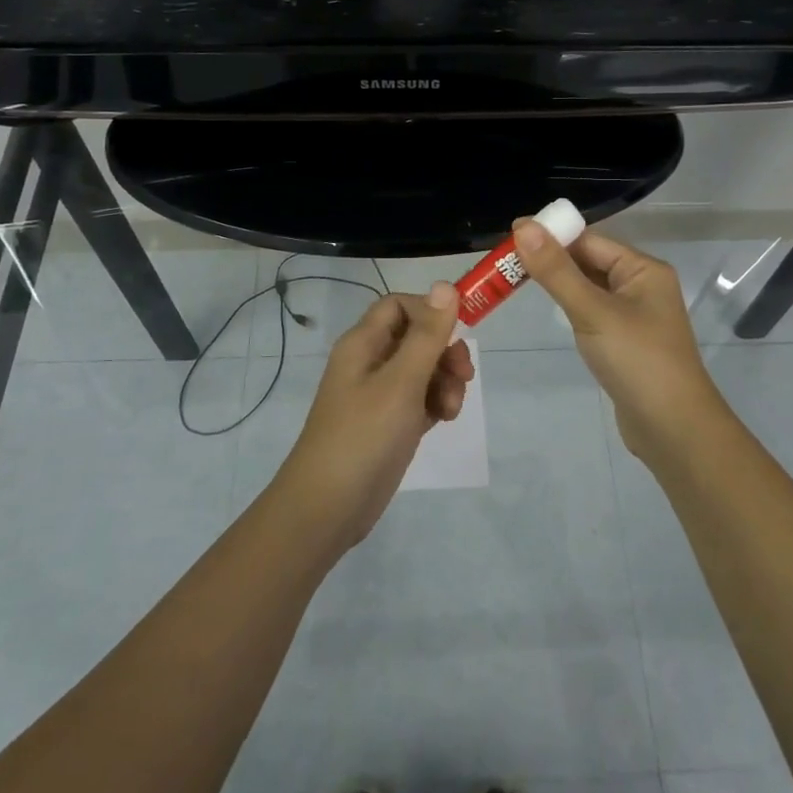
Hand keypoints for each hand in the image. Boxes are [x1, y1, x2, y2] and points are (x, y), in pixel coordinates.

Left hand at [273, 282, 473, 549]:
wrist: (329, 507)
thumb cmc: (364, 436)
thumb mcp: (401, 382)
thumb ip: (427, 335)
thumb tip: (445, 285)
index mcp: (363, 344)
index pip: (399, 305)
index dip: (431, 311)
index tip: (458, 331)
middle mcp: (370, 362)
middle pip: (416, 336)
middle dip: (445, 351)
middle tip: (464, 374)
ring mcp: (379, 394)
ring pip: (423, 369)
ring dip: (445, 381)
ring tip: (451, 409)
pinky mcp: (390, 423)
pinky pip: (421, 398)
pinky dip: (436, 403)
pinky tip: (444, 420)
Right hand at [512, 221, 728, 468]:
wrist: (673, 430)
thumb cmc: (637, 361)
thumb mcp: (592, 311)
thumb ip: (556, 270)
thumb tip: (523, 226)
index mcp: (643, 270)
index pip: (590, 240)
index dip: (551, 236)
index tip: (509, 238)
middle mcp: (642, 286)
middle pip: (590, 261)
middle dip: (551, 260)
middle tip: (504, 262)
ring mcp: (635, 316)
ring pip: (589, 288)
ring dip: (559, 284)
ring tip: (516, 281)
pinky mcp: (626, 342)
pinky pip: (593, 312)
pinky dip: (571, 308)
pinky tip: (551, 312)